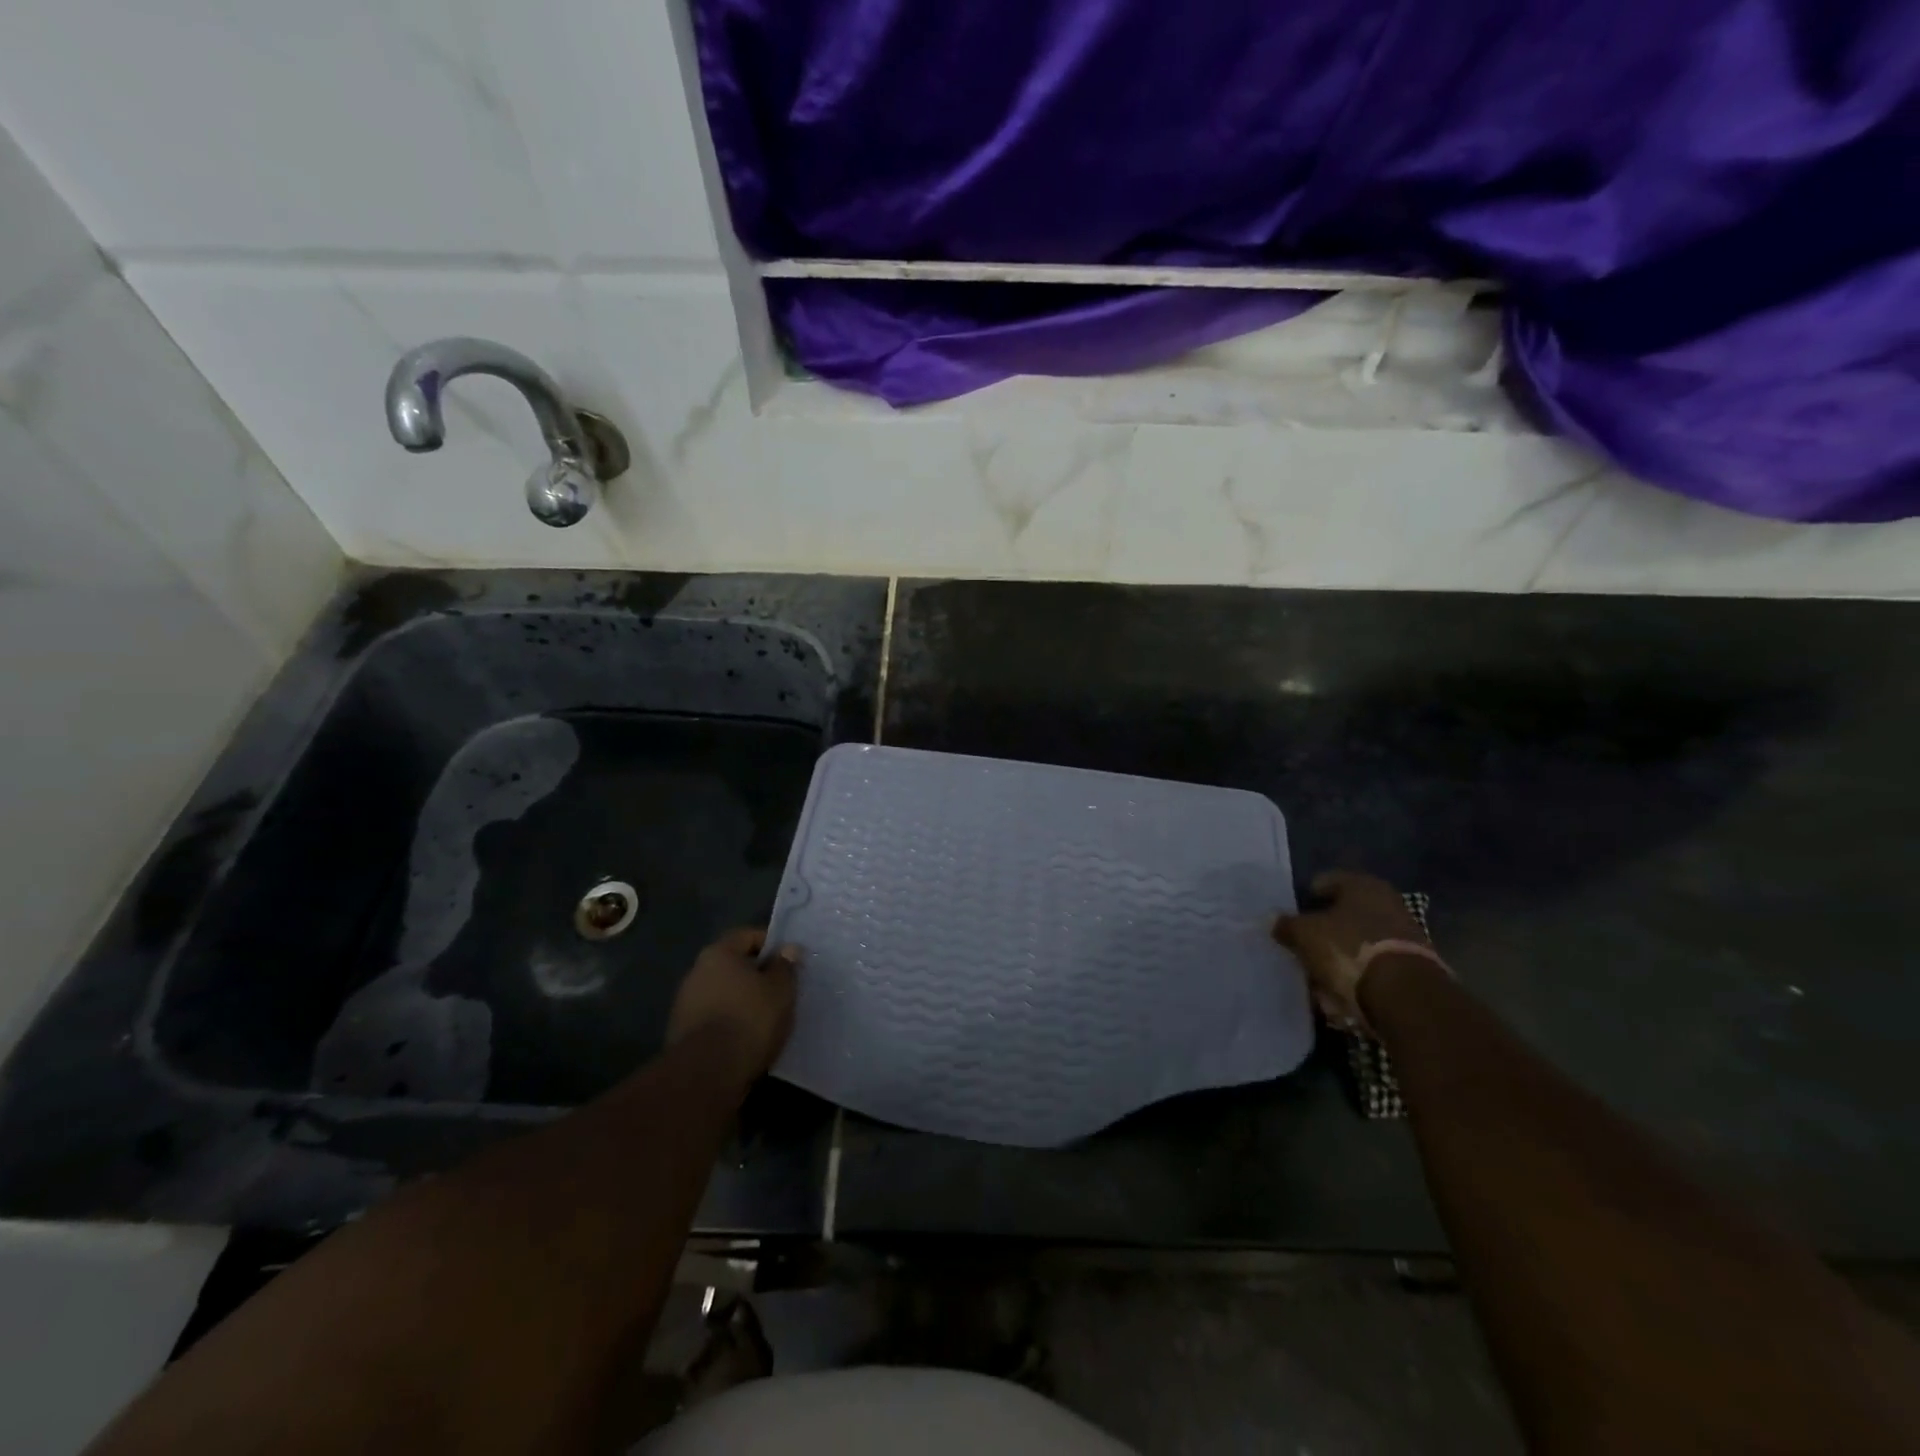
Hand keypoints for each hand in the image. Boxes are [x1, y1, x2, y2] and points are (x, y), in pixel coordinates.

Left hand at [666, 928, 799, 1080]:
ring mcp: (685, 1004)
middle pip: (733, 965)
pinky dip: (730, 1022)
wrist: (707, 1074)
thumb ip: (785, 967)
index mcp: (718, 953)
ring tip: (767, 1018)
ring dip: (742, 1001)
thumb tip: (788, 949)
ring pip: (723, 993)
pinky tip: (748, 1038)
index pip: (747, 936)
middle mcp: (696, 972)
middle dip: (756, 975)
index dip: (771, 945)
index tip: (789, 961)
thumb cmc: (750, 1019)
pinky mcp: (682, 1034)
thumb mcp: (780, 990)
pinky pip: (714, 1018)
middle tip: (781, 990)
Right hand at [1275, 871, 1429, 1026]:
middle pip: (1342, 915)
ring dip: (1337, 958)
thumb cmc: (1349, 950)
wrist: (1406, 997)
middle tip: (1300, 949)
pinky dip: (1356, 978)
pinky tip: (1340, 995)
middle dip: (1321, 932)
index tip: (1290, 921)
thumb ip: (1286, 925)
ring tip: (1317, 979)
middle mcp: (1387, 903)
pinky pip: (1372, 968)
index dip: (1303, 900)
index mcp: (1362, 885)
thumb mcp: (1305, 934)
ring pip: (1356, 943)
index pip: (1324, 883)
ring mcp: (1403, 936)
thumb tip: (1273, 920)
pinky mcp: (1411, 968)